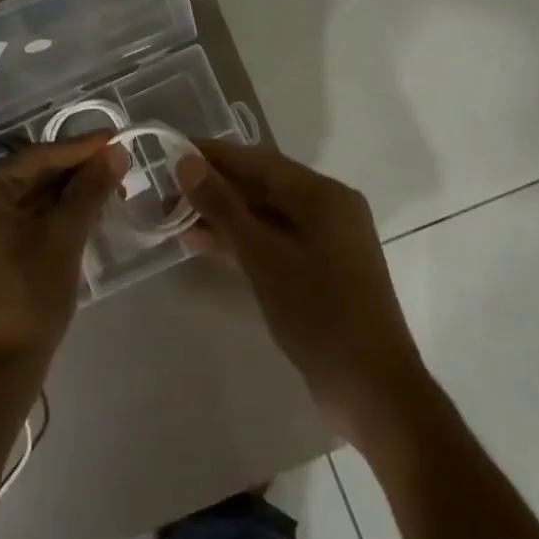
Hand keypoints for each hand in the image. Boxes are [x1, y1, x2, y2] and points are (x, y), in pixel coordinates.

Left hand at [0, 135, 127, 372]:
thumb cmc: (26, 299)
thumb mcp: (64, 238)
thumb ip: (89, 190)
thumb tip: (115, 152)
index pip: (34, 157)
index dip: (80, 149)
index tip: (116, 138)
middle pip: (27, 175)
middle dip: (74, 174)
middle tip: (117, 168)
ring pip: (23, 199)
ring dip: (64, 196)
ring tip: (107, 192)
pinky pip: (14, 220)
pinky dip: (47, 216)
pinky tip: (80, 215)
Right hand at [180, 142, 427, 446]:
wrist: (372, 390)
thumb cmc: (319, 314)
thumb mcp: (263, 257)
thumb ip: (223, 207)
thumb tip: (186, 163)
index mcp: (324, 195)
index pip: (259, 161)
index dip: (214, 154)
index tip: (173, 148)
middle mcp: (328, 209)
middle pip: (263, 186)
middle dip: (215, 187)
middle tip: (167, 187)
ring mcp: (325, 241)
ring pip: (265, 216)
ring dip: (224, 216)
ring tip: (174, 214)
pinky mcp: (318, 270)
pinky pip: (273, 242)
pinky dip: (241, 241)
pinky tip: (202, 243)